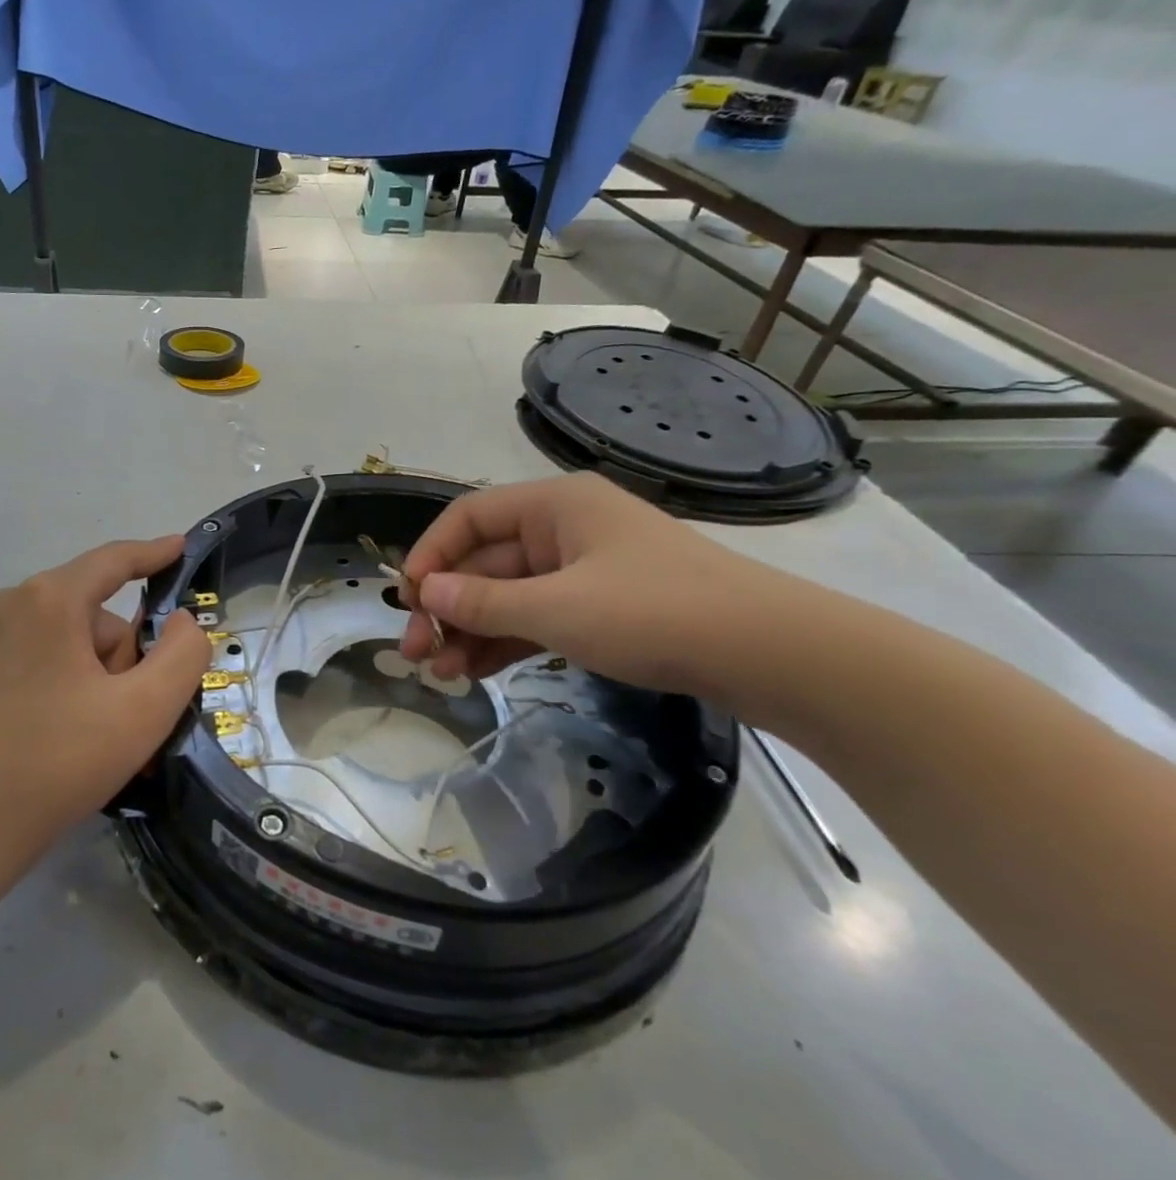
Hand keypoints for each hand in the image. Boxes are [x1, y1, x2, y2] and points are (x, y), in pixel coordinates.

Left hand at [0, 536, 209, 873]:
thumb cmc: (55, 762)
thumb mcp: (143, 711)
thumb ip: (183, 656)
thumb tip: (181, 623)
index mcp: (49, 600)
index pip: (114, 560)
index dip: (154, 553)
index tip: (181, 547)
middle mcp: (11, 606)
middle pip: (95, 617)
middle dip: (125, 659)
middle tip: (133, 720)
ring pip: (68, 644)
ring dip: (98, 682)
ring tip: (100, 744)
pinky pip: (38, 664)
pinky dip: (66, 690)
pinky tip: (67, 743)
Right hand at [397, 475, 789, 698]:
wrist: (772, 655)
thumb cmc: (656, 612)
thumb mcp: (558, 608)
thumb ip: (484, 602)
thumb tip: (424, 593)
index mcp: (555, 506)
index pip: (469, 518)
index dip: (431, 555)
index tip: (405, 600)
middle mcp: (564, 530)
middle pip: (485, 562)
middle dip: (446, 606)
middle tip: (414, 652)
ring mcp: (583, 571)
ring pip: (507, 595)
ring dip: (470, 631)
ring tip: (440, 674)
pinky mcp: (600, 609)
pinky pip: (536, 618)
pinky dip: (505, 642)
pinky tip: (474, 672)